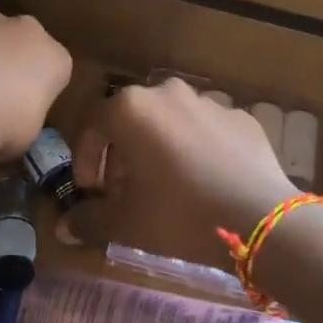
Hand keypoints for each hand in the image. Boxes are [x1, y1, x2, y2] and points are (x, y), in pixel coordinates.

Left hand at [0, 12, 72, 159]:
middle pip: (24, 44)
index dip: (40, 89)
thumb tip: (11, 123)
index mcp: (56, 58)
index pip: (55, 70)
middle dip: (13, 62)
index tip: (26, 108)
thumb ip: (25, 119)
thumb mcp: (27, 136)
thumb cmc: (5, 126)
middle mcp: (28, 31)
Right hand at [67, 79, 297, 267]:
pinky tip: (204, 182)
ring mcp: (209, 102)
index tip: (93, 191)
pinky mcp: (241, 118)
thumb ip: (89, 220)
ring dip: (159, 148)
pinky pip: (206, 131)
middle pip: (131, 120)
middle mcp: (168, 93)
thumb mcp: (126, 222)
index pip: (92, 125)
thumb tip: (63, 229)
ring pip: (170, 122)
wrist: (260, 220)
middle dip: (122, 153)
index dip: (86, 160)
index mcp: (131, 109)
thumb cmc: (179, 214)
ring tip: (166, 187)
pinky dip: (196, 150)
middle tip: (126, 191)